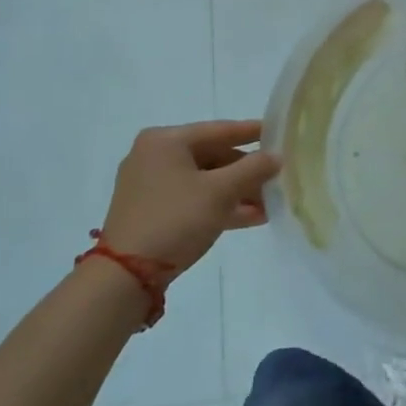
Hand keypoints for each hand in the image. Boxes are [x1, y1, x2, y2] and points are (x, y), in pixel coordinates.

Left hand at [100, 121, 280, 280]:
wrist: (126, 275)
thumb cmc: (176, 219)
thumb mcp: (221, 192)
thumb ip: (253, 169)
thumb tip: (275, 157)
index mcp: (166, 141)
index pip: (219, 130)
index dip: (252, 132)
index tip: (279, 133)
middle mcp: (154, 156)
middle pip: (213, 156)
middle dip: (247, 172)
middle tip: (277, 177)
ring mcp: (150, 185)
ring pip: (204, 181)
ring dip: (237, 192)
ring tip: (270, 203)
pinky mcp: (151, 211)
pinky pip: (193, 199)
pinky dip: (219, 206)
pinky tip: (251, 217)